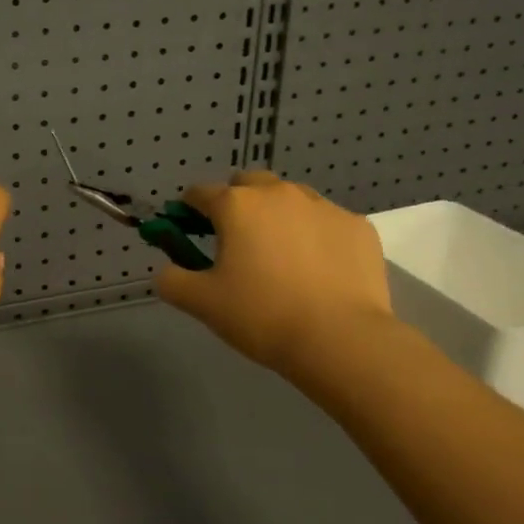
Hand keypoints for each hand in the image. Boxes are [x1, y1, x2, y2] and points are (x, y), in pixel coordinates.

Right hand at [156, 171, 390, 376]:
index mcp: (236, 206)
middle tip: (236, 241)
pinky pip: (326, 221)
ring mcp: (323, 206)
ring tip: (280, 255)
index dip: (188, 210)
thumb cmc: (261, 315)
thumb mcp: (201, 303)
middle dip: (236, 202)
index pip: (200, 193)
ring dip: (277, 215)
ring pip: (290, 198)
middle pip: (248, 184)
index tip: (188, 229)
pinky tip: (318, 269)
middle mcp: (278, 194)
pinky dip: (315, 235)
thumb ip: (171, 280)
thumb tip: (166, 271)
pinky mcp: (357, 226)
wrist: (341, 340)